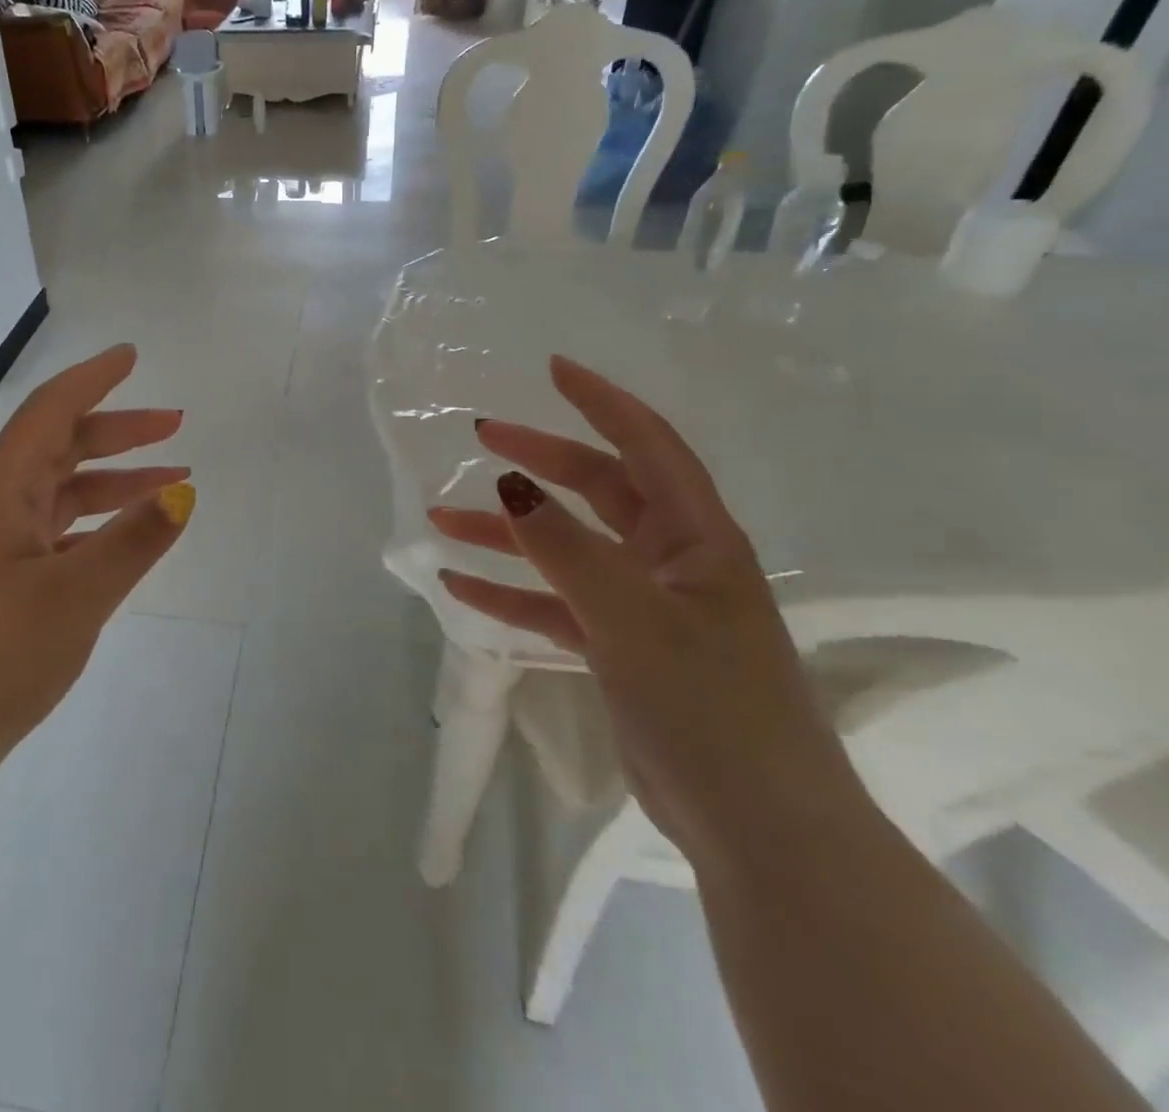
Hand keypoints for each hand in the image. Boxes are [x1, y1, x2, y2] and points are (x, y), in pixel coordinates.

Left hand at [0, 345, 192, 794]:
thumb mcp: (74, 596)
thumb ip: (132, 542)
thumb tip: (184, 494)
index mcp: (0, 491)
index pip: (50, 412)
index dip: (93, 379)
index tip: (131, 356)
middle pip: (60, 448)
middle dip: (118, 432)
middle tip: (175, 425)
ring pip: (60, 495)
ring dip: (112, 483)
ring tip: (169, 483)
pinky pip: (54, 536)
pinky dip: (94, 528)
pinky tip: (124, 543)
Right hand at [427, 356, 865, 874]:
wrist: (758, 829)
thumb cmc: (711, 709)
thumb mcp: (632, 619)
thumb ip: (567, 550)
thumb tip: (509, 486)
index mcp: (697, 538)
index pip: (648, 446)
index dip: (602, 402)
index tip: (551, 369)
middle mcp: (671, 560)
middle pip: (597, 490)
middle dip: (538, 461)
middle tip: (481, 438)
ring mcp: (642, 605)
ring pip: (564, 548)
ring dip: (506, 533)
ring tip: (441, 519)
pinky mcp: (619, 648)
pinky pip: (554, 603)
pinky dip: (510, 592)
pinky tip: (459, 585)